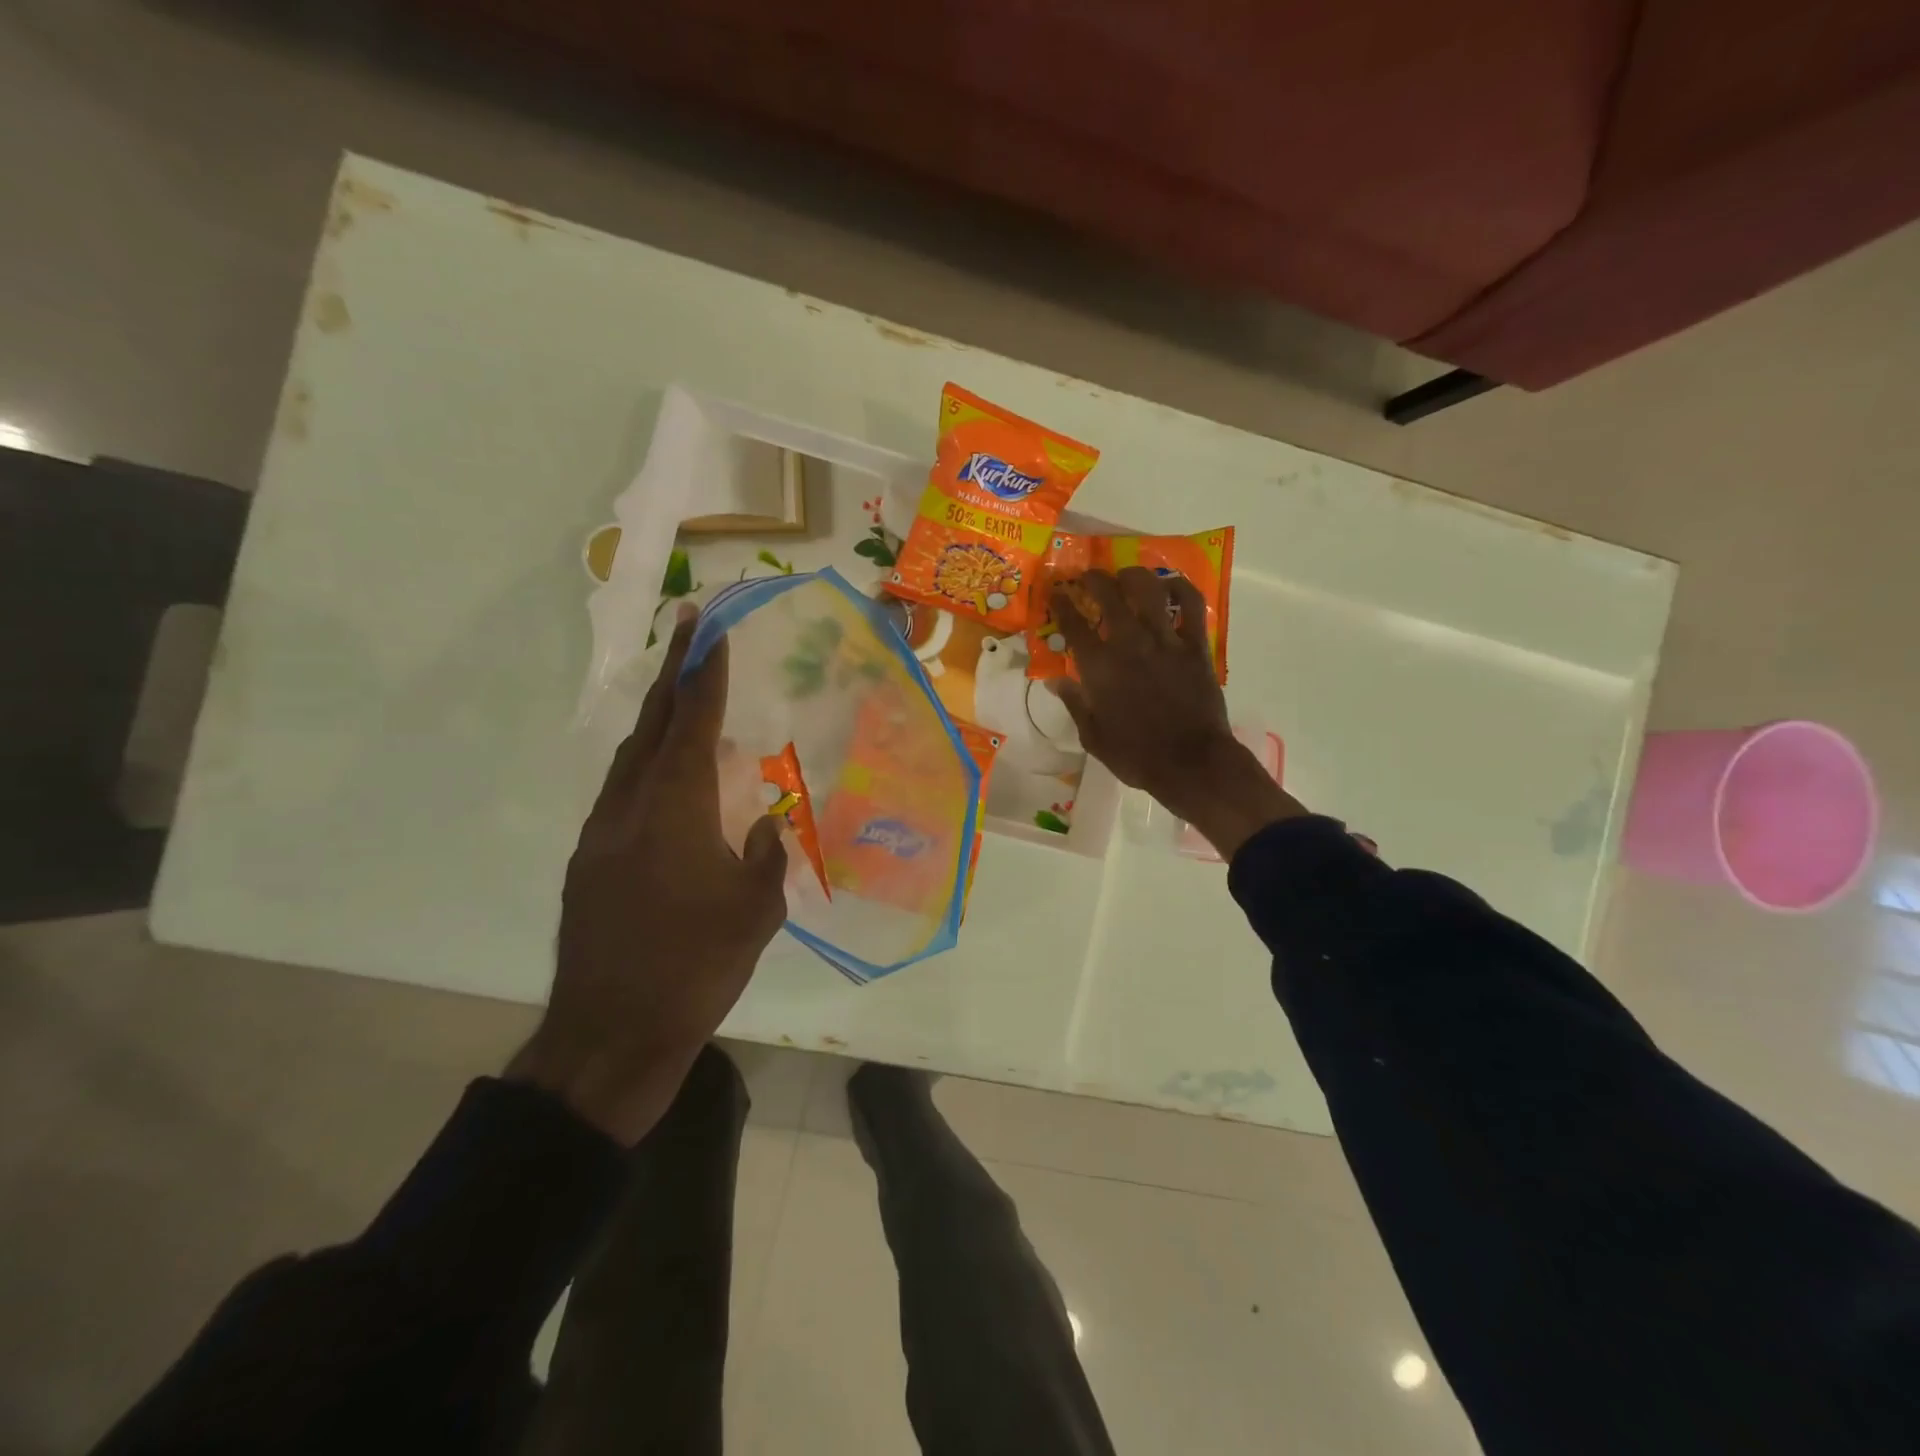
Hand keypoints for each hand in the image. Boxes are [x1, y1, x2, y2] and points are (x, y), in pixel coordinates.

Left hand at [507, 606, 787, 1144]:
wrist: (612, 1033)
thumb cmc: (696, 967)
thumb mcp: (758, 910)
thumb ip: (766, 853)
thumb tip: (766, 820)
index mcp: (676, 811)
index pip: (692, 724)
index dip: (704, 673)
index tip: (709, 629)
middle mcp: (631, 808)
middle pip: (653, 725)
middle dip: (675, 672)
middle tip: (690, 628)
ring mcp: (602, 834)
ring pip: (630, 757)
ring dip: (658, 719)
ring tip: (684, 695)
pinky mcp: (589, 861)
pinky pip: (622, 792)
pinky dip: (647, 765)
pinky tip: (667, 780)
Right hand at [1051, 568, 1307, 858]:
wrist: (1191, 763)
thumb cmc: (1136, 756)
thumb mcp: (1093, 736)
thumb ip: (1075, 703)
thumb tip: (1055, 680)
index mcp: (1099, 667)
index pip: (1073, 624)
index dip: (1061, 603)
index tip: (1056, 592)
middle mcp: (1129, 644)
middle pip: (1108, 595)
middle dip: (1094, 579)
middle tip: (1088, 577)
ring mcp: (1165, 641)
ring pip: (1148, 590)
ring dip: (1133, 576)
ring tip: (1126, 575)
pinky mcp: (1195, 645)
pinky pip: (1190, 605)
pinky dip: (1180, 588)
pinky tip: (1170, 585)